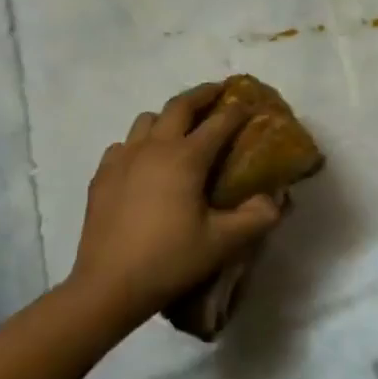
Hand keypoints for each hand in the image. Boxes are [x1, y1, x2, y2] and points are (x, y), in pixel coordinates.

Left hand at [70, 83, 281, 331]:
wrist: (108, 286)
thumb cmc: (170, 260)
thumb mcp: (223, 243)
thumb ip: (257, 217)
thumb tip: (275, 199)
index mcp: (186, 158)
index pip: (219, 122)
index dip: (238, 110)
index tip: (251, 104)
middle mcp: (154, 147)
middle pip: (180, 106)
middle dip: (203, 95)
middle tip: (219, 92)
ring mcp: (123, 159)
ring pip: (147, 120)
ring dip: (168, 117)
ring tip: (181, 129)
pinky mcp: (102, 176)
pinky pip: (124, 145)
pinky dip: (140, 144)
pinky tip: (145, 163)